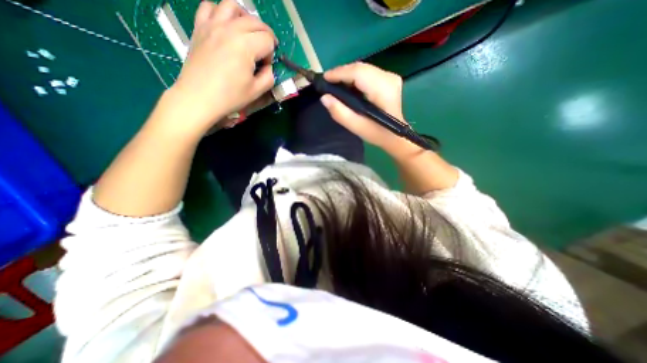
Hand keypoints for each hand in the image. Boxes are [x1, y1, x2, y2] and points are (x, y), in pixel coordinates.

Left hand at [165, 0, 274, 134]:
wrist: (199, 97)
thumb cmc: (229, 97)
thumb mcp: (256, 91)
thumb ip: (269, 77)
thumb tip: (267, 67)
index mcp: (245, 46)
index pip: (267, 40)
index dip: (271, 53)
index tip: (266, 66)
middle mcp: (229, 29)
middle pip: (255, 21)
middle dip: (266, 34)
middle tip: (266, 49)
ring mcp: (212, 25)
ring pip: (232, 6)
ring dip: (246, 17)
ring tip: (248, 32)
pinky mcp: (200, 28)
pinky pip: (209, 7)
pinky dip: (221, 12)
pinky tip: (226, 26)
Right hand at [321, 63, 405, 150]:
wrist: (395, 136)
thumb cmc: (377, 134)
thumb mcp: (357, 127)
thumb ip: (340, 113)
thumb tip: (325, 98)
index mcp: (383, 90)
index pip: (358, 73)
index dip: (339, 73)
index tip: (324, 78)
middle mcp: (388, 78)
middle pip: (360, 68)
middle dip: (341, 73)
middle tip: (327, 83)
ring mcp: (390, 77)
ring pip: (363, 68)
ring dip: (347, 75)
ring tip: (335, 84)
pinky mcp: (388, 78)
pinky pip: (367, 72)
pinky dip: (355, 77)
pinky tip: (347, 85)